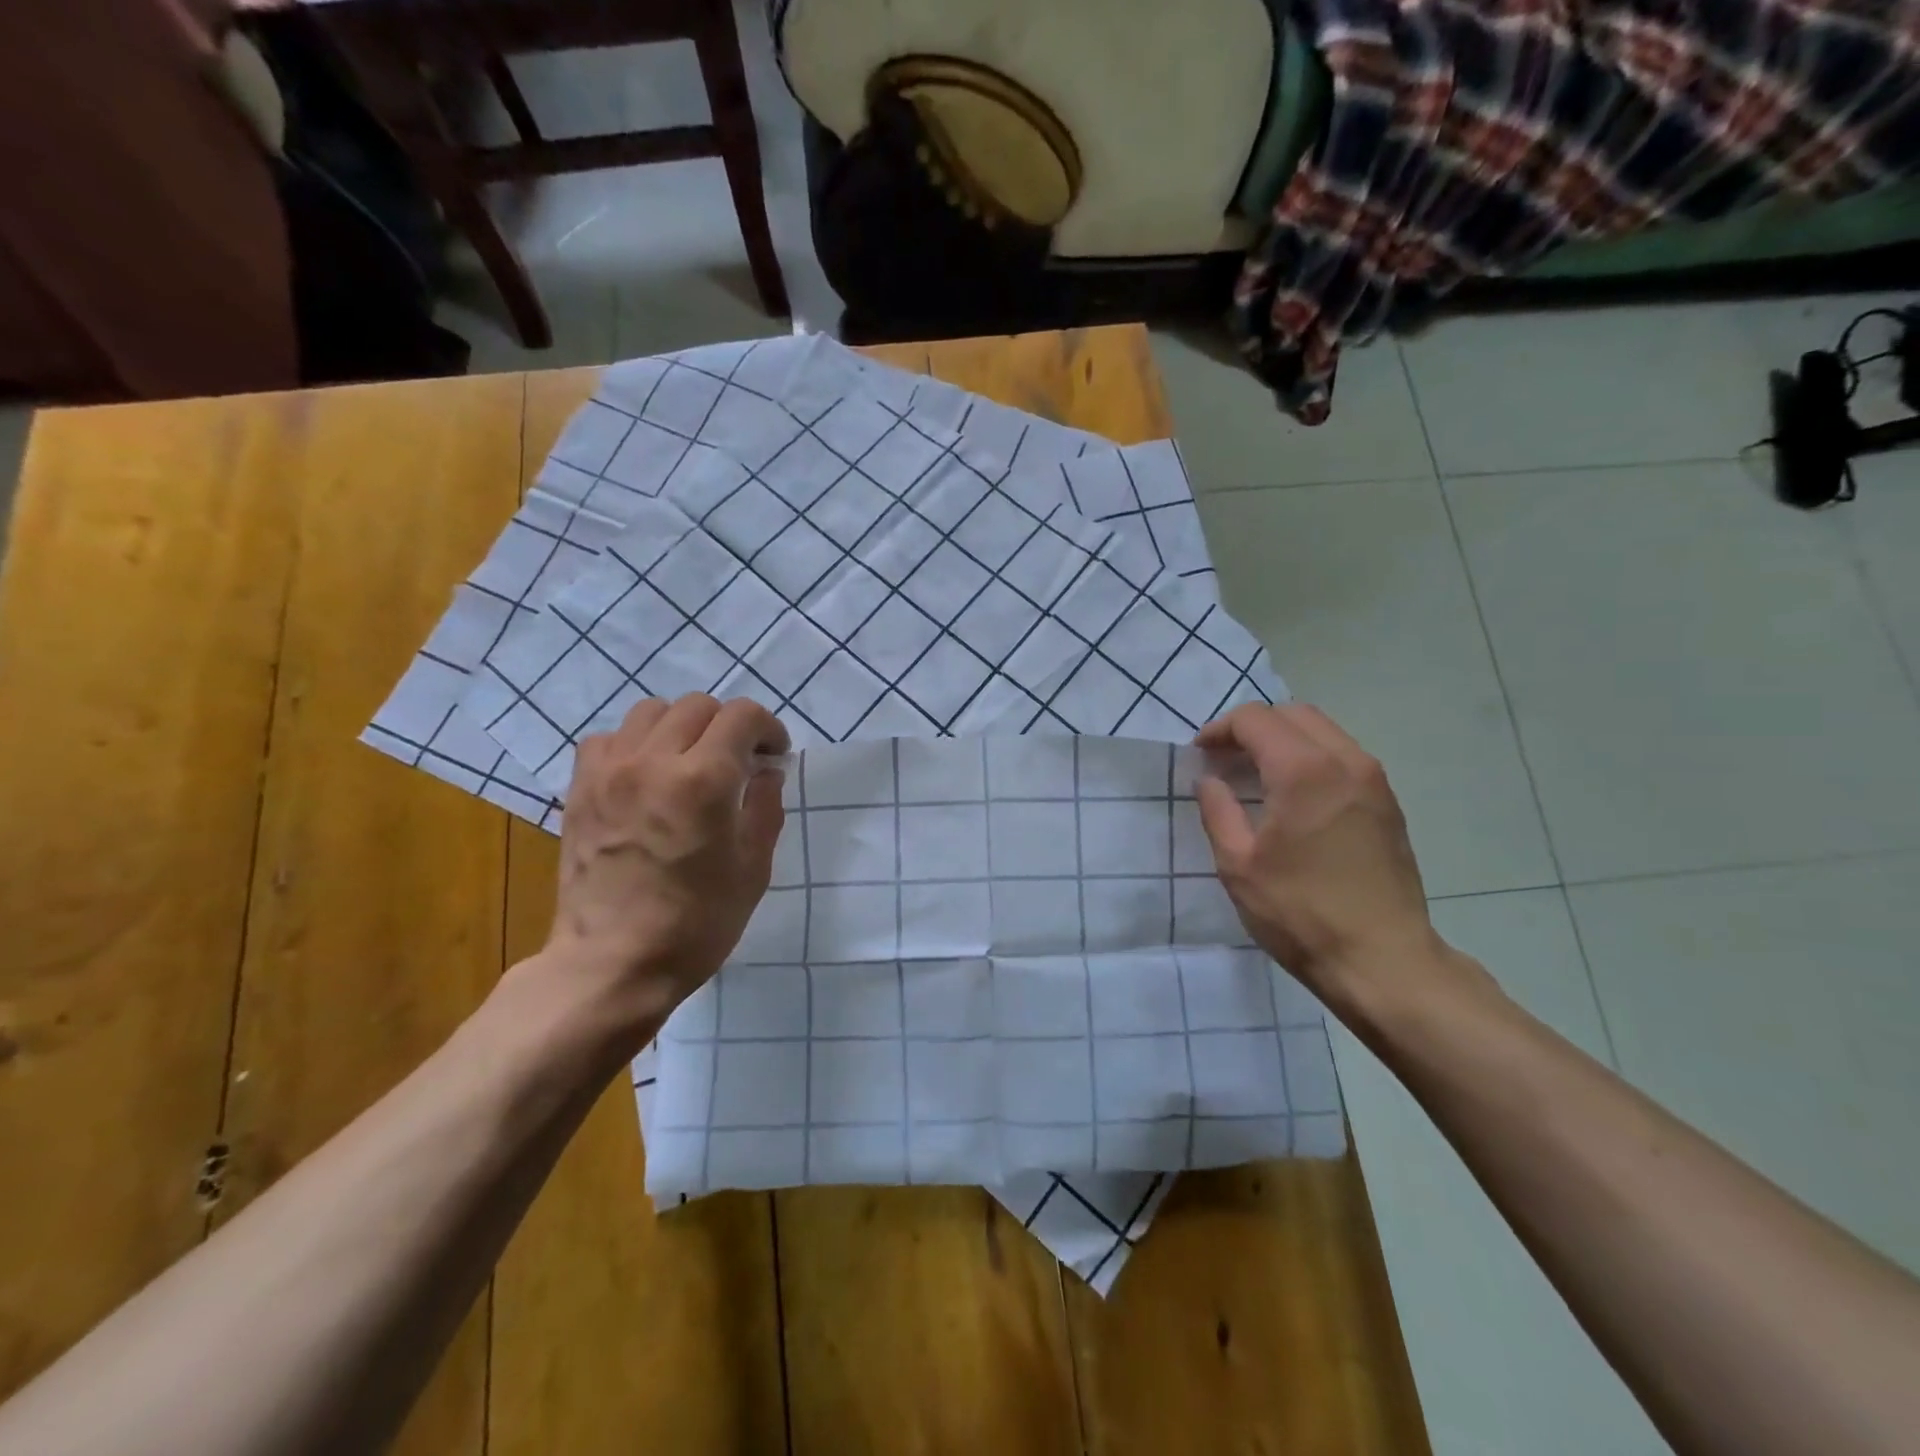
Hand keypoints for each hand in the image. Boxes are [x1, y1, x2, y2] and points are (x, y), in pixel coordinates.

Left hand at [546, 694, 788, 1021]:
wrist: (612, 963)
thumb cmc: (697, 923)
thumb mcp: (753, 869)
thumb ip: (765, 807)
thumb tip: (766, 771)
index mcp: (705, 780)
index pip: (742, 715)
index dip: (767, 727)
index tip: (773, 756)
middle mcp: (654, 761)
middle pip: (698, 705)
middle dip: (728, 726)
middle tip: (737, 761)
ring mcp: (610, 771)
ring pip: (651, 711)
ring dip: (681, 727)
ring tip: (689, 762)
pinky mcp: (580, 788)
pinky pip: (608, 738)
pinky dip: (634, 744)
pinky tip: (644, 775)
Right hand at [1194, 704, 1454, 1019]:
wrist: (1382, 960)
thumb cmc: (1300, 912)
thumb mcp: (1238, 865)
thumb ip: (1218, 811)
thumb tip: (1209, 780)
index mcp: (1303, 770)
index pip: (1255, 719)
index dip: (1219, 730)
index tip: (1200, 755)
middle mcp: (1345, 761)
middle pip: (1292, 714)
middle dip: (1252, 727)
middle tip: (1225, 759)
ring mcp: (1374, 780)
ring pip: (1323, 730)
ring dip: (1284, 739)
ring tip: (1256, 774)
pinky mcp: (1388, 803)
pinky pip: (1344, 756)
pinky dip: (1311, 757)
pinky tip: (1294, 795)